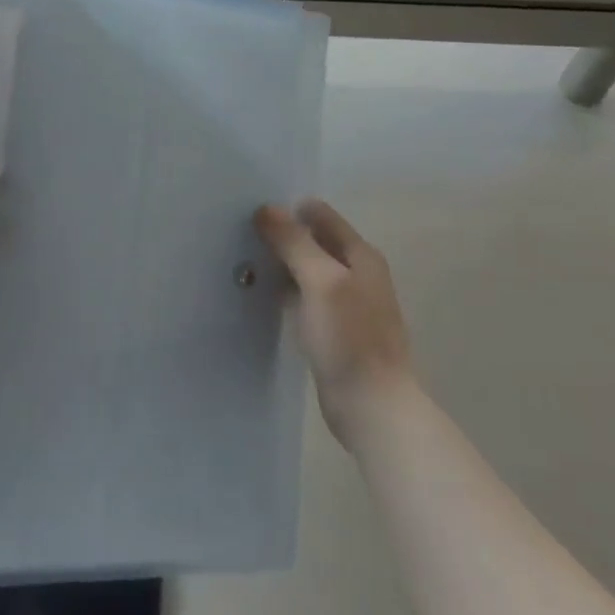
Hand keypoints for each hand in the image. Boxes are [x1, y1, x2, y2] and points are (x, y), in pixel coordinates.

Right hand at [255, 200, 412, 442]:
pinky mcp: (335, 330)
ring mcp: (348, 303)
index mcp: (361, 256)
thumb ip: (295, 242)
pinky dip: (287, 291)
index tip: (253, 214)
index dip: (289, 210)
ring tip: (244, 263)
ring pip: (309, 270)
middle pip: (315, 241)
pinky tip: (264, 298)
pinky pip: (306, 297)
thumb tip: (267, 208)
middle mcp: (358, 274)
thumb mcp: (320, 281)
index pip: (321, 215)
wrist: (372, 405)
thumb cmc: (348, 338)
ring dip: (282, 265)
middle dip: (282, 236)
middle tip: (242, 238)